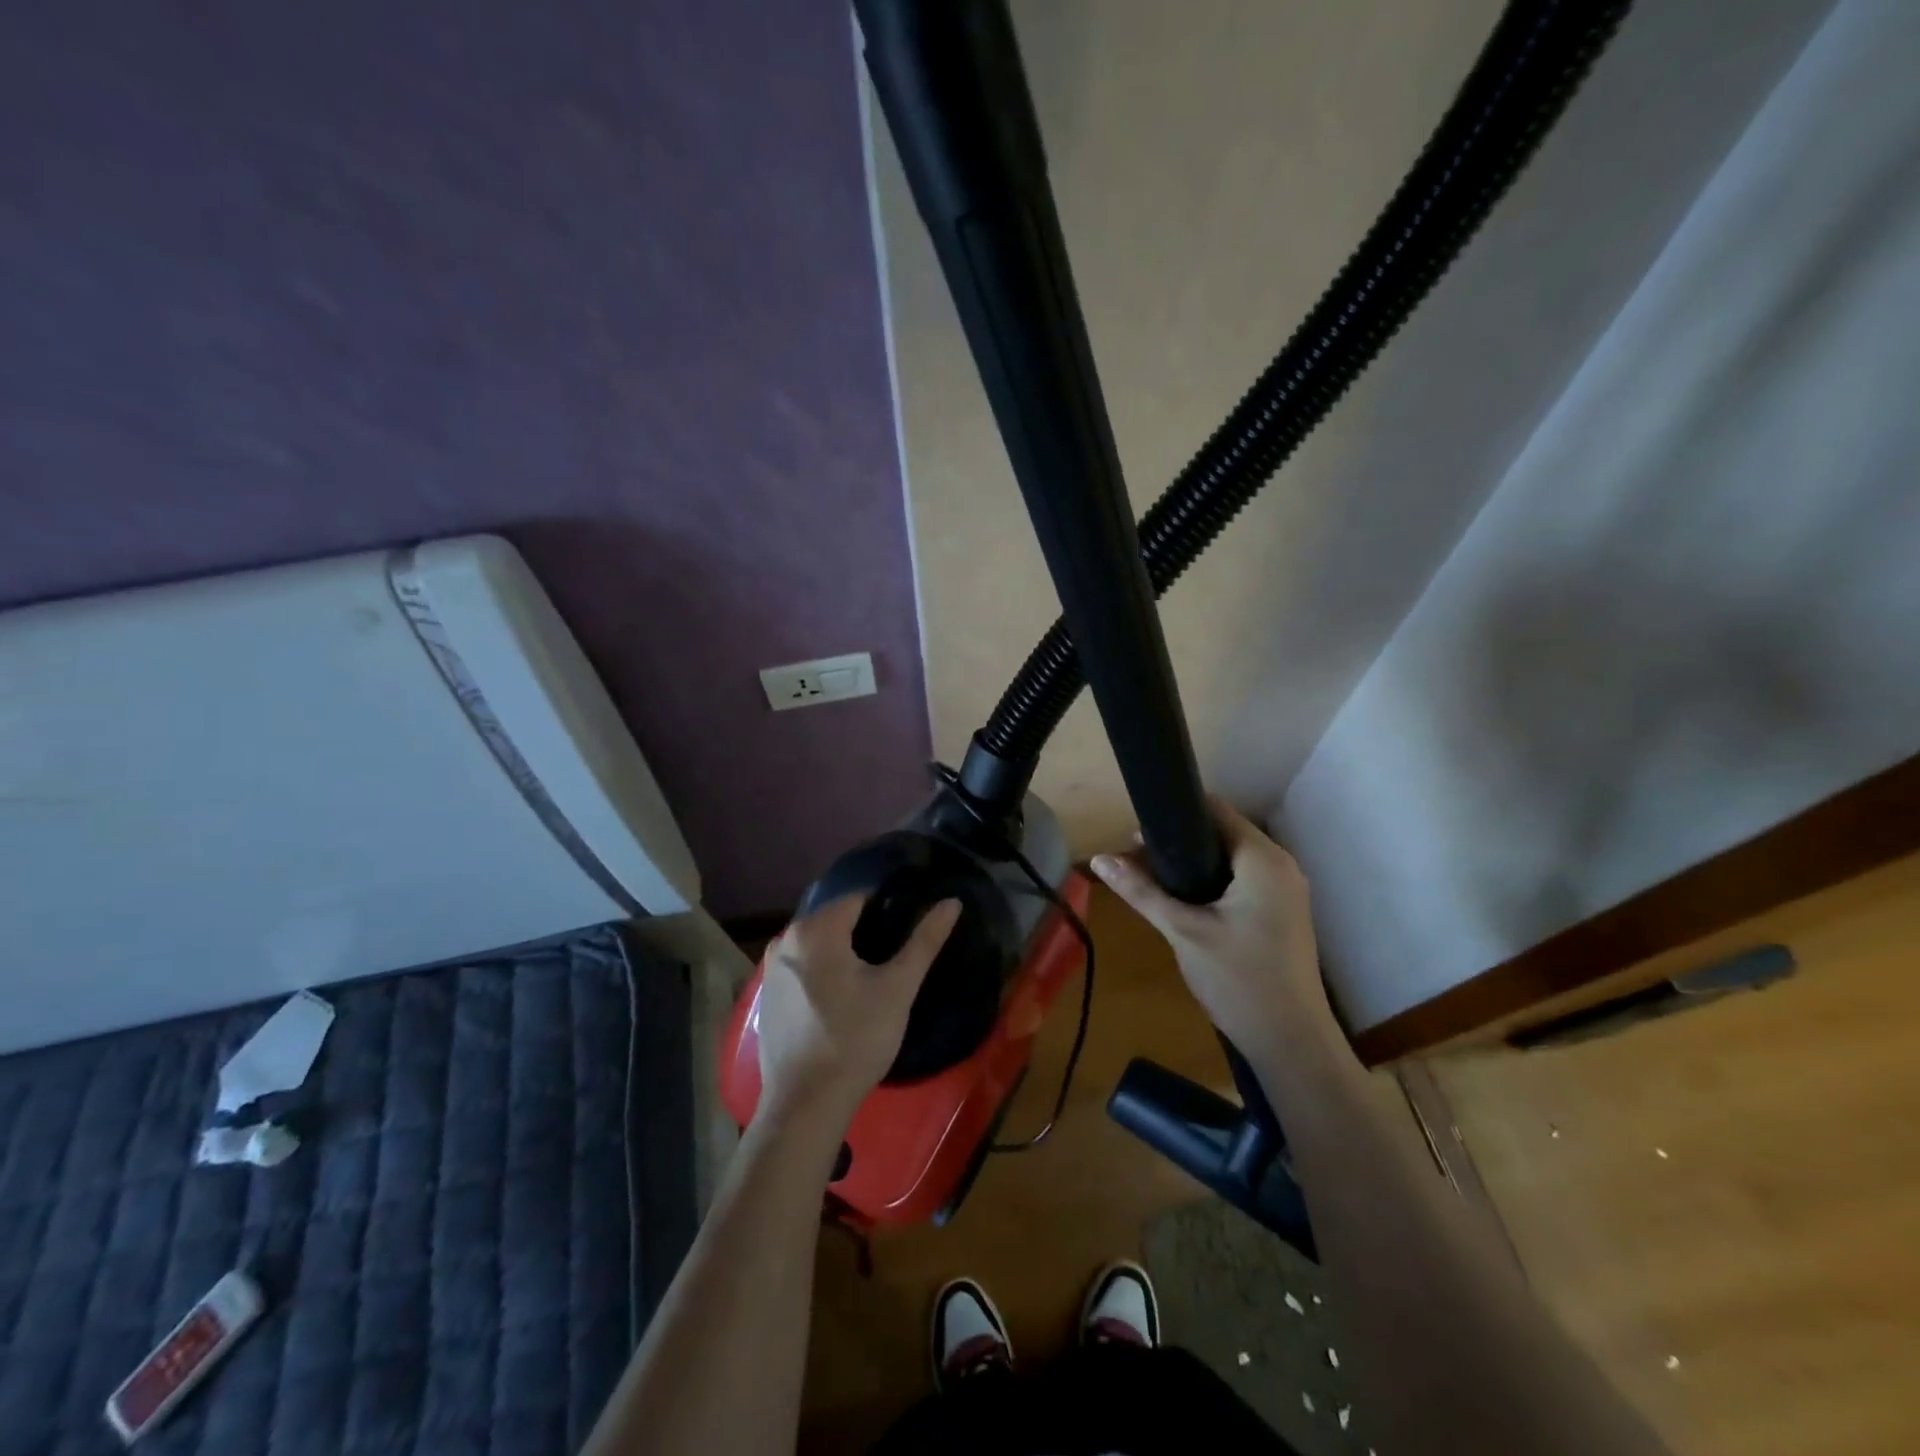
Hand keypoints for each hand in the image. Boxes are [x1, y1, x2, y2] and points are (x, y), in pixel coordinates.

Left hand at [755, 894, 960, 1128]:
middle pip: (835, 919)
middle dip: (864, 931)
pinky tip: (841, 999)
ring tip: (870, 979)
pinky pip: (802, 967)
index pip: (859, 899)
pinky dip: (822, 971)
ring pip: (818, 943)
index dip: (887, 911)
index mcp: (815, 929)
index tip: (905, 935)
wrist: (806, 1103)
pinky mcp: (766, 995)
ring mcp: (771, 968)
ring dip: (842, 952)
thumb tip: (952, 902)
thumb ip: (925, 940)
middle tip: (891, 960)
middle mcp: (785, 939)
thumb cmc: (856, 1039)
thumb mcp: (898, 987)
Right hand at [1091, 800, 1336, 1060]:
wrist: (1291, 1043)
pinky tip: (1181, 901)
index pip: (1216, 810)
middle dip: (1178, 842)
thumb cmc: (1239, 980)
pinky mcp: (1282, 913)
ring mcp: (1285, 891)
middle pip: (1222, 833)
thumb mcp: (1183, 931)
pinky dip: (1211, 882)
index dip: (1175, 813)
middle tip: (1135, 858)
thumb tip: (1098, 860)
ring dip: (1192, 864)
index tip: (1137, 828)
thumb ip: (1141, 891)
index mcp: (1263, 859)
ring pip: (1230, 859)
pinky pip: (1242, 881)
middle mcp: (1281, 866)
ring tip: (1149, 878)